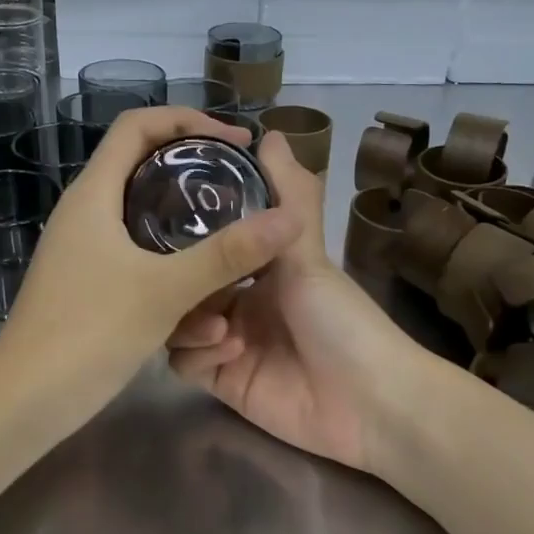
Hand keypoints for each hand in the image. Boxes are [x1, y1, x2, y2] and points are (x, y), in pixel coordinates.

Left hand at [0, 107, 302, 426]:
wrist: (25, 402)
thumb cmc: (89, 333)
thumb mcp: (165, 291)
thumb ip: (227, 254)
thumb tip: (289, 220)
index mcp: (94, 195)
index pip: (138, 125)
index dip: (189, 120)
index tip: (236, 142)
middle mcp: (86, 213)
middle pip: (145, 167)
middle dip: (197, 173)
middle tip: (242, 187)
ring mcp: (85, 250)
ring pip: (146, 220)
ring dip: (189, 230)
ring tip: (234, 244)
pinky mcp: (90, 283)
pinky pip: (139, 258)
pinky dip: (173, 267)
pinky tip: (204, 297)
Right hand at [166, 132, 429, 476]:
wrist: (369, 401)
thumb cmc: (342, 318)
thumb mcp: (309, 253)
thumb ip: (287, 196)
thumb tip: (270, 132)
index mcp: (260, 267)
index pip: (208, 244)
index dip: (186, 234)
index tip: (164, 218)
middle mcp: (240, 300)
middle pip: (184, 283)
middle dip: (181, 281)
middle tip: (178, 278)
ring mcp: (228, 342)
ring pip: (176, 321)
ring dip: (190, 319)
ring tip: (220, 326)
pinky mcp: (222, 380)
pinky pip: (184, 362)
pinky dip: (198, 352)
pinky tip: (229, 352)